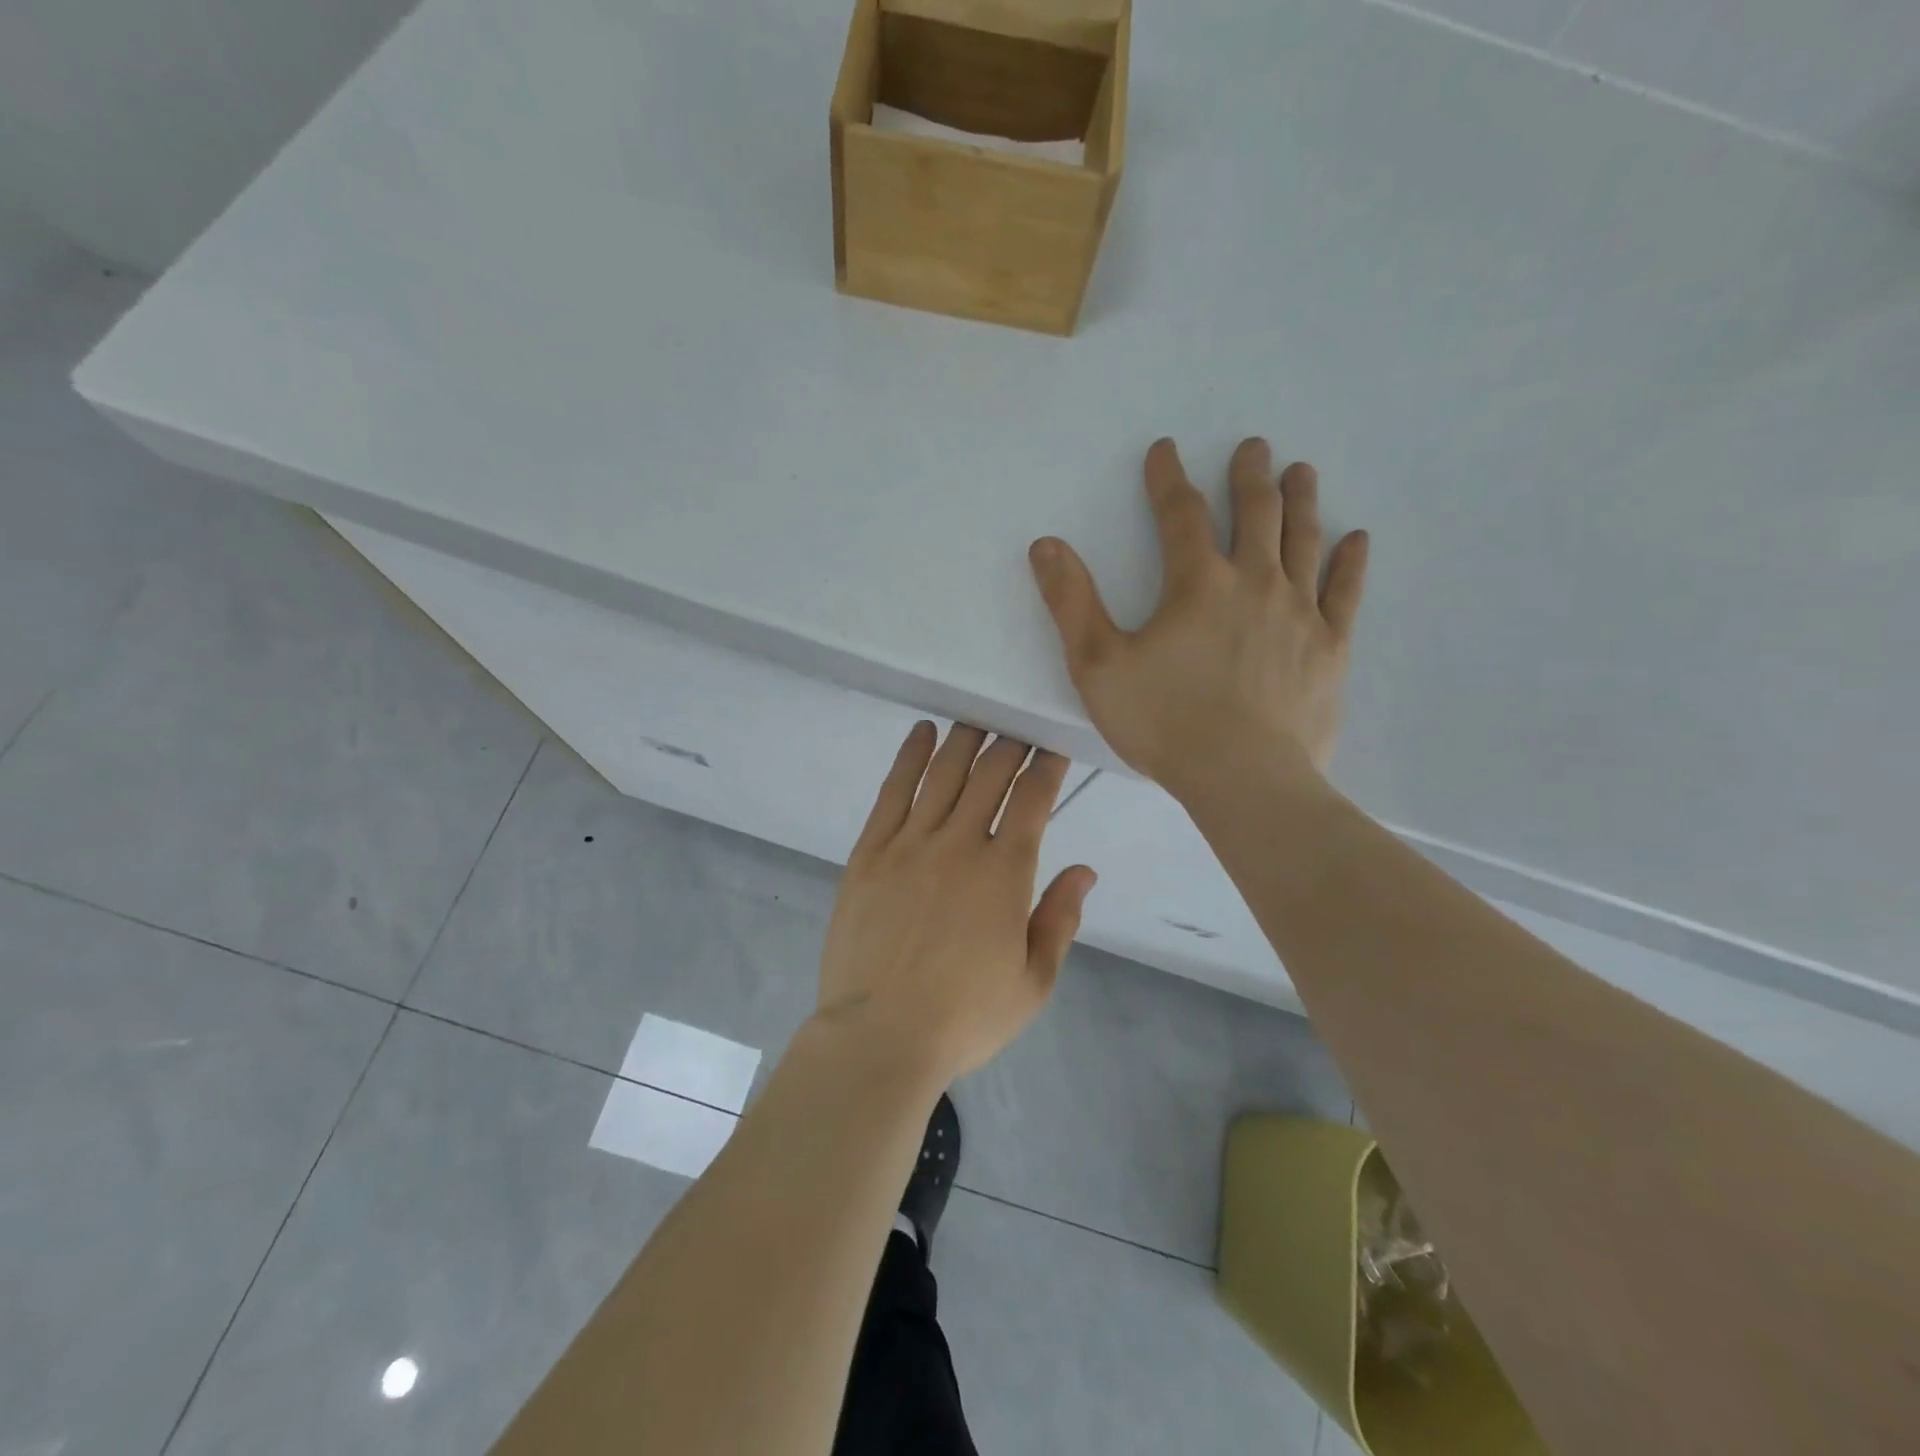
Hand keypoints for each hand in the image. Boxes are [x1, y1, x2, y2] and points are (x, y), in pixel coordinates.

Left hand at [815, 723, 1095, 1082]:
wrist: (879, 1037)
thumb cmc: (964, 1017)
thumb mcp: (1033, 983)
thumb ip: (1060, 920)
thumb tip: (1084, 870)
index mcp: (1004, 873)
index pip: (1032, 799)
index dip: (1046, 767)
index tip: (1052, 749)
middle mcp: (959, 844)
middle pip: (989, 774)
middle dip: (1010, 745)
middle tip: (1018, 728)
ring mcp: (909, 844)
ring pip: (943, 773)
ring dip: (964, 740)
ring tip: (977, 719)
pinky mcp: (869, 853)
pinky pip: (893, 792)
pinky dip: (909, 757)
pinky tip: (921, 734)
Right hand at [1028, 437, 1368, 803]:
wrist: (1242, 778)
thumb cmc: (1164, 722)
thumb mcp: (1097, 665)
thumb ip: (1071, 602)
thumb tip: (1046, 545)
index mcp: (1197, 585)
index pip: (1180, 515)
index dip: (1168, 478)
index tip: (1165, 450)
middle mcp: (1254, 583)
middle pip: (1255, 514)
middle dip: (1250, 476)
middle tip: (1254, 446)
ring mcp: (1300, 613)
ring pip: (1303, 541)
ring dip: (1301, 501)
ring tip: (1301, 471)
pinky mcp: (1329, 648)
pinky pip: (1344, 593)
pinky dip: (1350, 561)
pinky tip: (1355, 538)